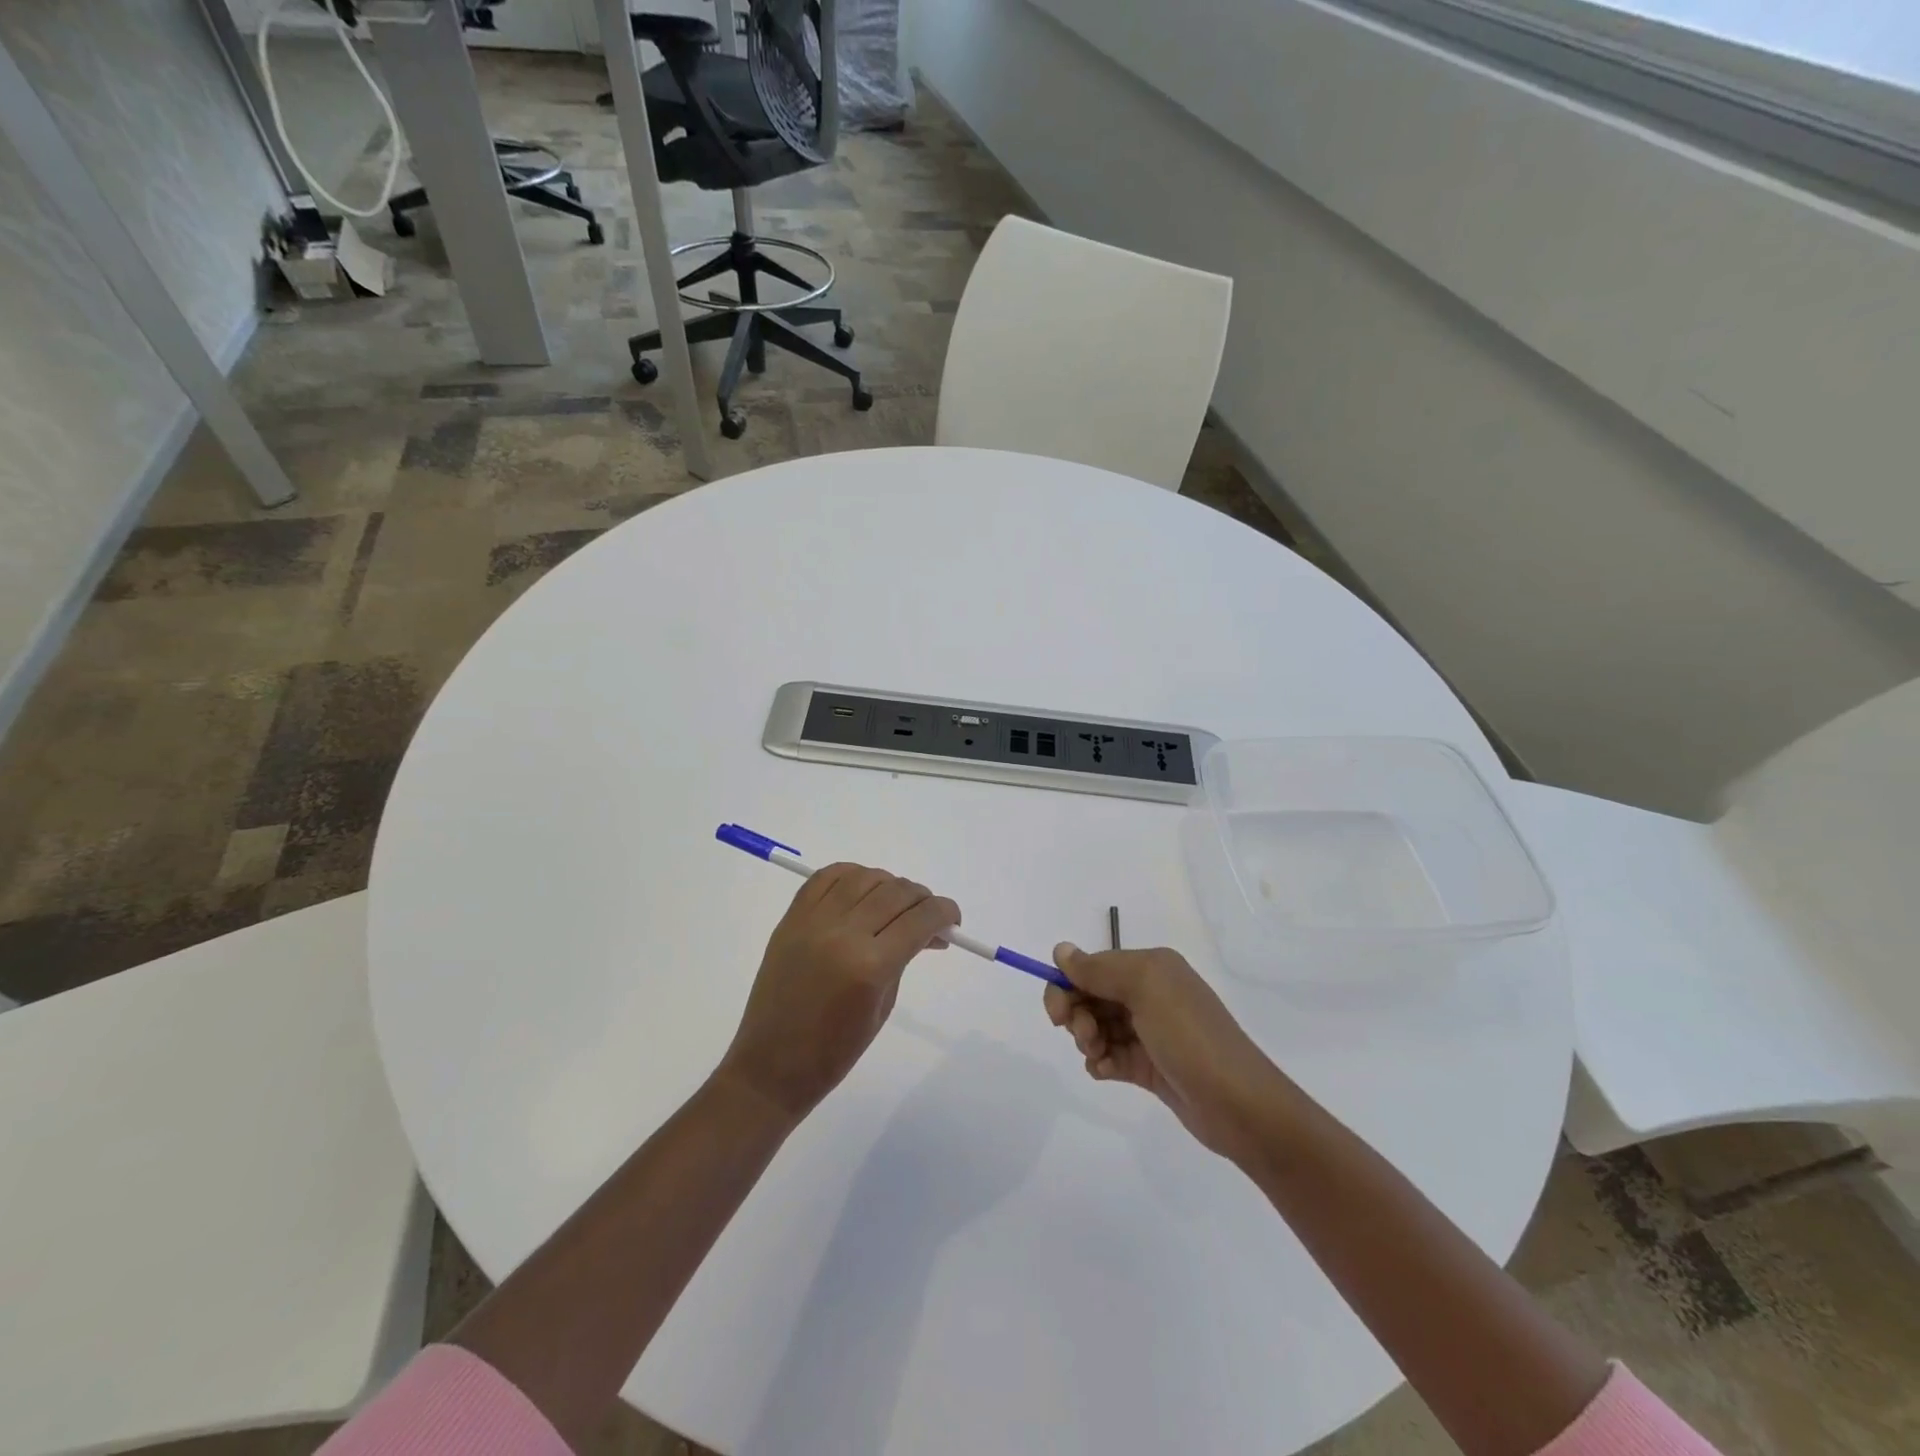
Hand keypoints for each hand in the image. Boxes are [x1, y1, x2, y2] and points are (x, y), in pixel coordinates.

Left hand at [719, 864, 959, 1121]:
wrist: (771, 1065)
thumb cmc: (835, 1051)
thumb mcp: (883, 1005)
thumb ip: (904, 958)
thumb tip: (929, 929)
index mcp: (870, 966)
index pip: (920, 919)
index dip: (945, 912)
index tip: (953, 919)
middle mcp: (843, 933)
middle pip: (896, 892)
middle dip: (922, 898)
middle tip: (927, 915)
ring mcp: (813, 921)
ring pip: (864, 877)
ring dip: (889, 884)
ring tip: (895, 904)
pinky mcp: (791, 918)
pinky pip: (826, 877)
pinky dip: (851, 875)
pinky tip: (863, 890)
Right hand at [1044, 944, 1303, 1166]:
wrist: (1239, 1105)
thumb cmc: (1189, 1036)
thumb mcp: (1144, 989)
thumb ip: (1098, 969)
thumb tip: (1060, 950)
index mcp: (1151, 967)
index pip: (1093, 966)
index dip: (1068, 985)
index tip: (1057, 1013)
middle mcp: (1150, 993)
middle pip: (1091, 996)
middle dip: (1077, 1015)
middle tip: (1084, 1037)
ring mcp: (1150, 1032)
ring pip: (1097, 1027)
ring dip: (1088, 1040)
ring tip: (1100, 1057)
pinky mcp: (1149, 1066)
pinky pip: (1110, 1057)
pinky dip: (1101, 1063)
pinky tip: (1108, 1073)